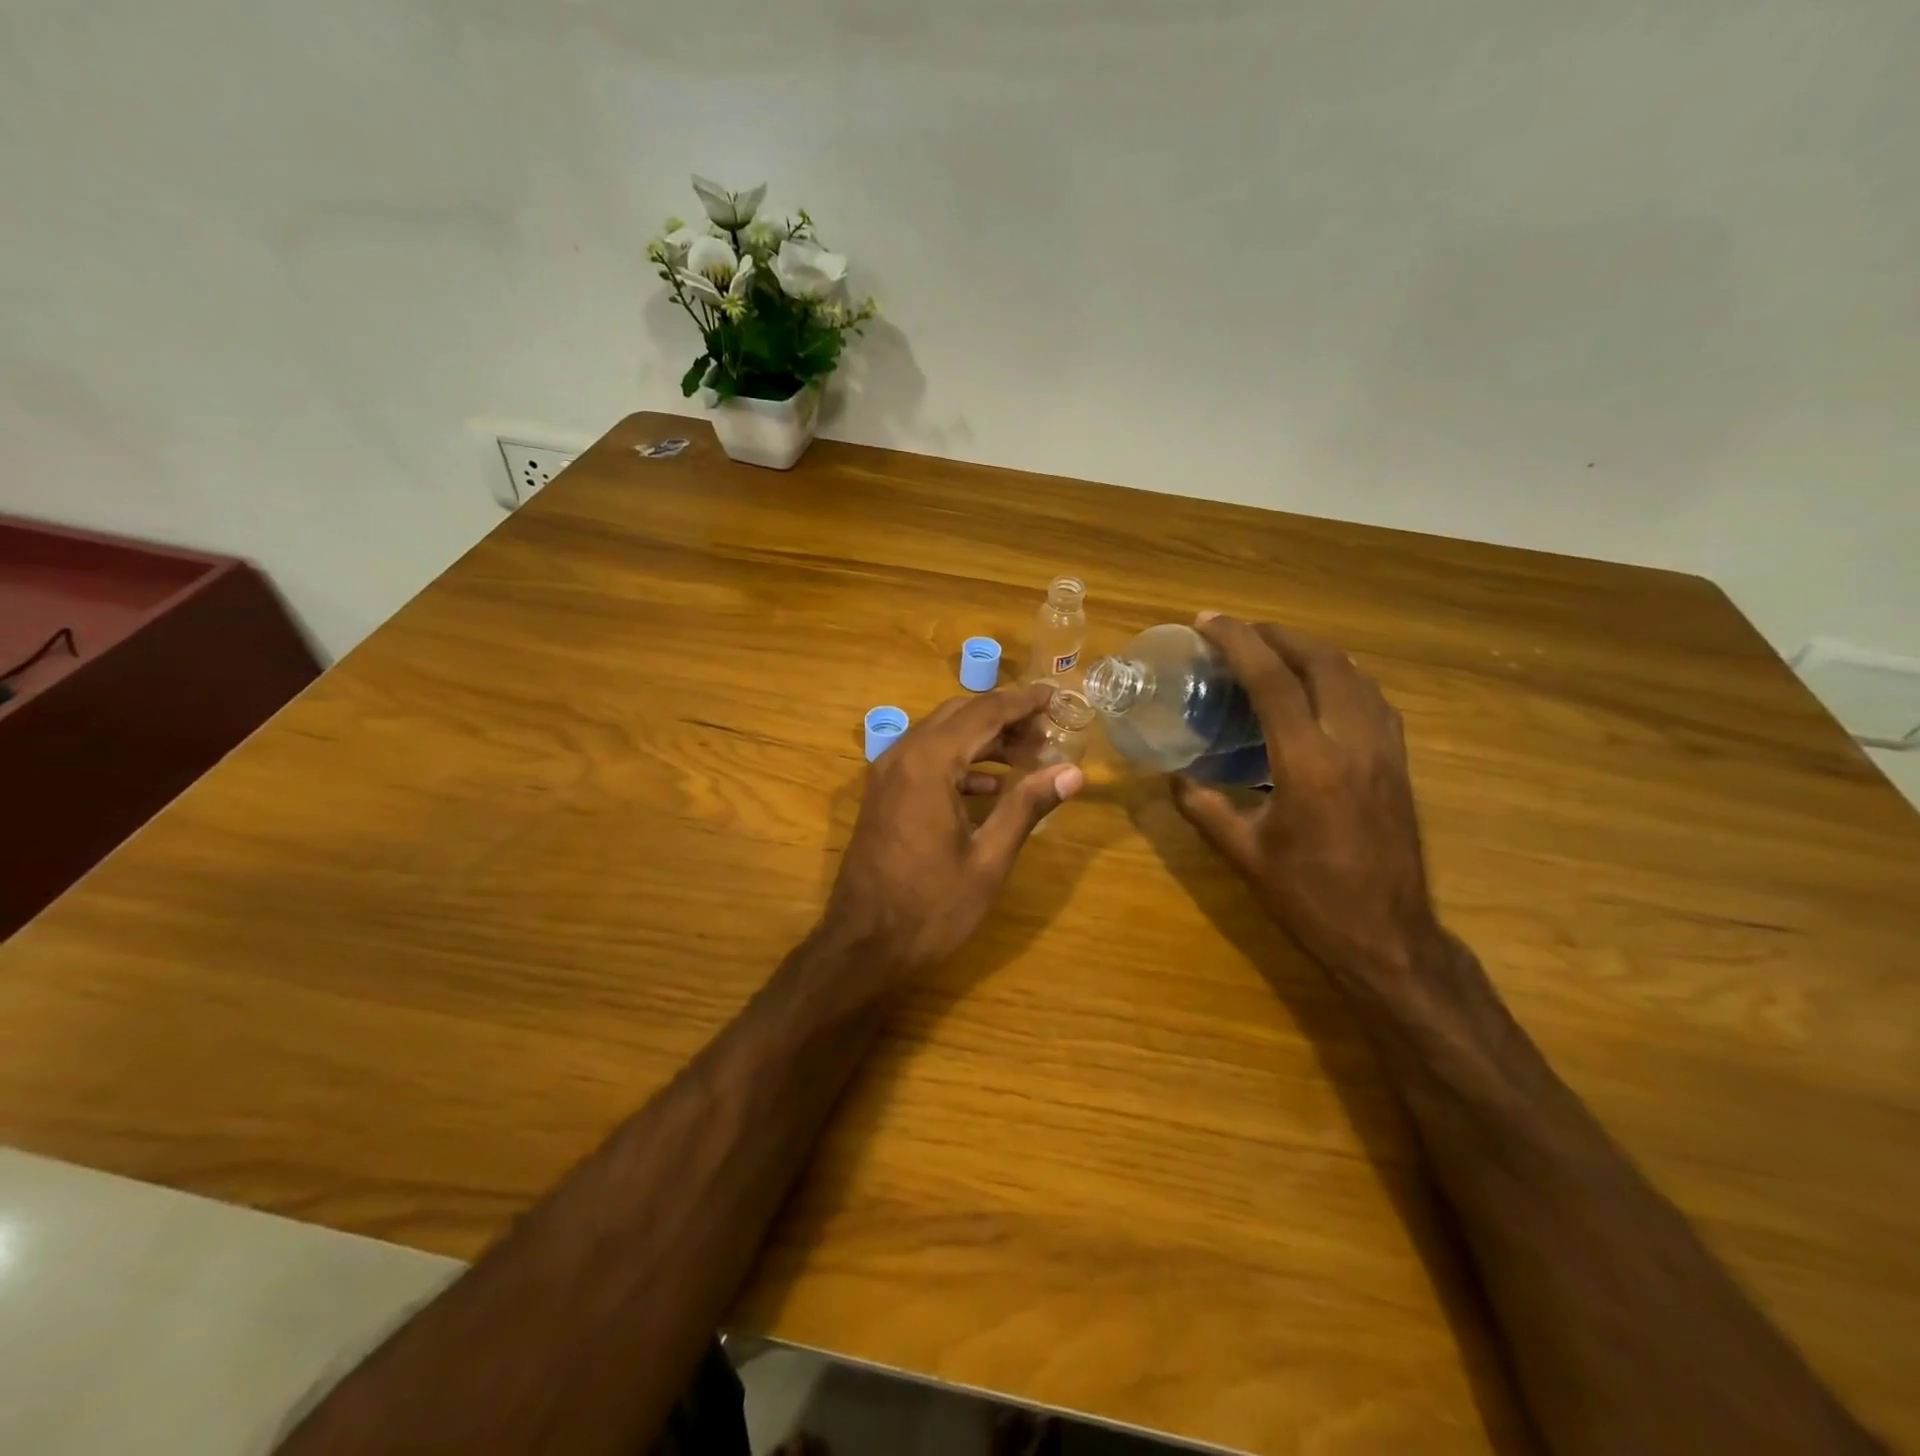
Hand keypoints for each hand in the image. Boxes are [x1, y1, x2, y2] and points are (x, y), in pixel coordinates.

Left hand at [824, 684, 1084, 975]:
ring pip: (941, 734)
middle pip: (960, 715)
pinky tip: (991, 785)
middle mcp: (903, 755)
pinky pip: (925, 758)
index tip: (1055, 696)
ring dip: (983, 738)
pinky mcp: (883, 793)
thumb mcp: (988, 860)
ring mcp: (887, 773)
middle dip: (1004, 716)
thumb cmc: (930, 907)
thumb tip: (1073, 773)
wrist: (862, 945)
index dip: (1022, 702)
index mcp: (929, 763)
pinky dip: (960, 761)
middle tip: (1047, 729)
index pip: (984, 712)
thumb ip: (1027, 807)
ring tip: (1028, 754)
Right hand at [1170, 615, 1442, 985]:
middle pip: (1321, 661)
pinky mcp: (1399, 763)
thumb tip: (1175, 775)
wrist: (1389, 938)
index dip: (1237, 642)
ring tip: (1274, 651)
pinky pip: (1372, 697)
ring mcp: (1384, 750)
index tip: (1208, 621)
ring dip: (1311, 651)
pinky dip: (1340, 676)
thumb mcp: (1243, 854)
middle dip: (1277, 635)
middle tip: (1238, 633)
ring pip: (1354, 674)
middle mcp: (1352, 742)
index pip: (1272, 679)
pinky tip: (1319, 689)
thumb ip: (1203, 807)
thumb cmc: (1309, 899)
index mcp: (1308, 763)